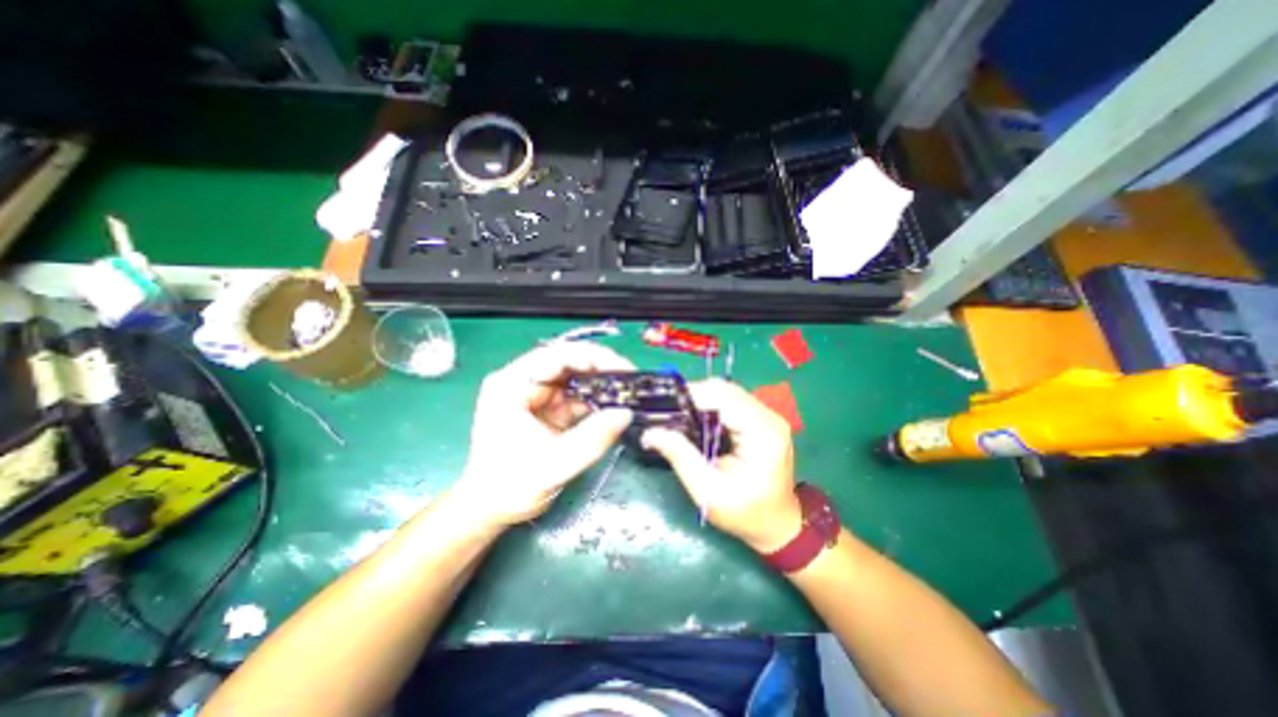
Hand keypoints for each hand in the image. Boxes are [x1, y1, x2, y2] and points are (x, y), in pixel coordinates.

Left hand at [453, 342, 635, 526]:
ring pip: (575, 378)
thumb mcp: (553, 464)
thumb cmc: (509, 487)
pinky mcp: (547, 409)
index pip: (557, 355)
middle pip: (568, 362)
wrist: (491, 509)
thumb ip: (592, 438)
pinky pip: (576, 397)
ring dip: (601, 385)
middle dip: (601, 369)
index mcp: (512, 384)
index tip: (622, 369)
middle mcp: (523, 382)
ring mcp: (536, 395)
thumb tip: (627, 414)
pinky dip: (596, 401)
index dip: (593, 357)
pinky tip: (613, 407)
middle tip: (630, 381)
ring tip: (627, 393)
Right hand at [643, 380, 802, 554]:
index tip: (665, 408)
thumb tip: (650, 432)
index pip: (723, 396)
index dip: (691, 396)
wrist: (777, 523)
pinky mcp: (762, 419)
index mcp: (762, 433)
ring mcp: (768, 415)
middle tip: (670, 415)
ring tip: (681, 419)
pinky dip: (711, 407)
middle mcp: (769, 417)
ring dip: (702, 401)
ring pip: (726, 391)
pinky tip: (699, 423)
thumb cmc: (745, 513)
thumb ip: (680, 456)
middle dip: (694, 397)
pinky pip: (731, 401)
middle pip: (725, 389)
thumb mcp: (708, 491)